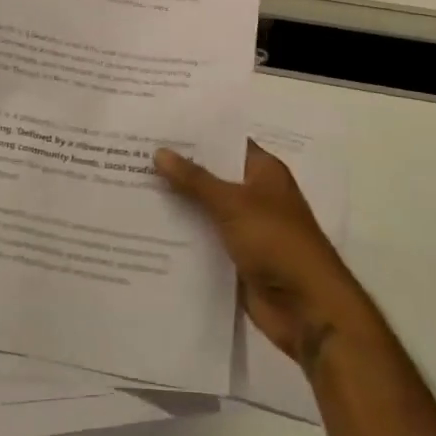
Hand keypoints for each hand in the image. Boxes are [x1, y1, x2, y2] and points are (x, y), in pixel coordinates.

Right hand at [154, 141, 375, 374]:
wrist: (307, 309)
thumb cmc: (277, 242)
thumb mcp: (233, 204)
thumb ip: (195, 180)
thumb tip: (159, 152)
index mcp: (263, 172)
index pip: (225, 143)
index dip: (194, 135)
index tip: (157, 126)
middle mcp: (254, 195)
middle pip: (211, 176)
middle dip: (178, 170)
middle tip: (132, 154)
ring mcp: (245, 228)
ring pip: (204, 209)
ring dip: (176, 204)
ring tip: (129, 186)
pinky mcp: (235, 259)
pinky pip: (203, 240)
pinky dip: (181, 236)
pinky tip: (146, 227)